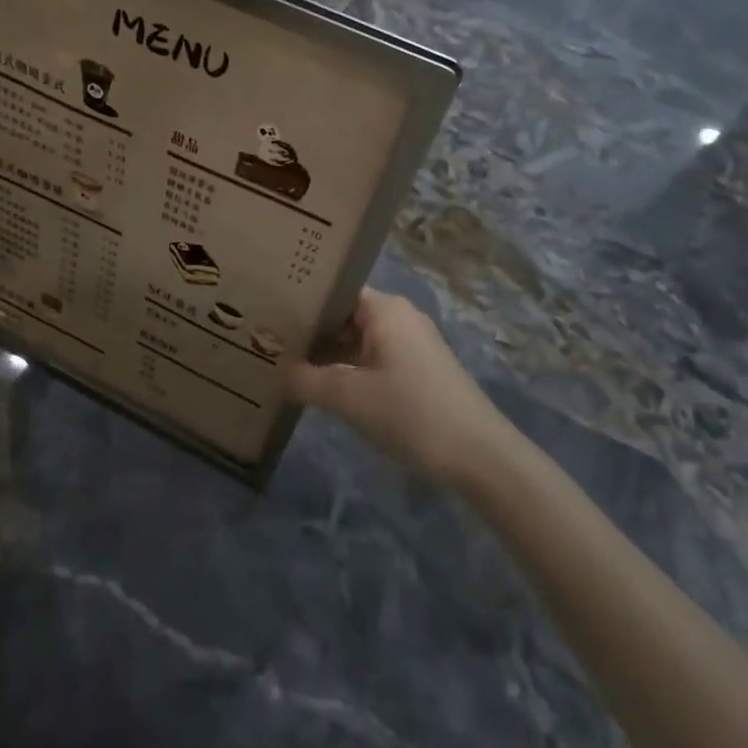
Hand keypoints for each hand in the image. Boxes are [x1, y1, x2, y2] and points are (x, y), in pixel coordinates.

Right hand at [282, 289, 516, 489]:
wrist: (479, 456)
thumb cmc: (411, 413)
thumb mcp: (348, 397)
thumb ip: (305, 380)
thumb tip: (277, 369)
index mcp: (384, 308)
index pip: (332, 291)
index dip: (300, 303)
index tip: (267, 316)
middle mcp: (399, 316)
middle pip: (343, 315)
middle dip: (310, 331)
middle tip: (267, 343)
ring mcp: (412, 344)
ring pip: (357, 339)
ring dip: (328, 354)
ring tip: (287, 365)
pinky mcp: (419, 370)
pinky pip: (373, 358)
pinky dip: (348, 369)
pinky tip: (324, 387)